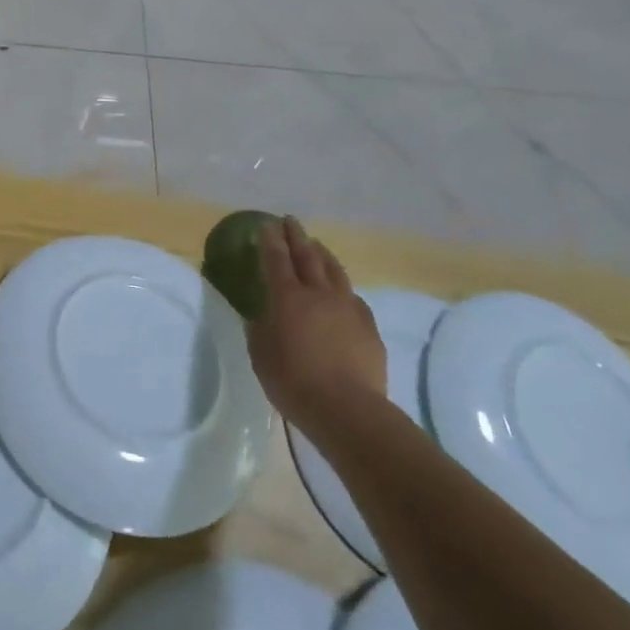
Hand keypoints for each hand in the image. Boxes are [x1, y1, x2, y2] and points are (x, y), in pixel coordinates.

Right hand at [246, 218, 386, 438]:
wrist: (346, 408)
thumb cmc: (292, 380)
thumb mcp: (261, 354)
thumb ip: (260, 329)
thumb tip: (262, 316)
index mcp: (286, 297)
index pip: (276, 259)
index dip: (270, 241)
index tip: (266, 225)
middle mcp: (318, 293)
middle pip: (307, 256)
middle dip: (296, 236)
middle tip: (290, 221)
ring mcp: (347, 307)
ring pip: (334, 270)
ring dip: (323, 254)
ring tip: (316, 245)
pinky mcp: (368, 326)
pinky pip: (353, 296)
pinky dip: (342, 287)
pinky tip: (341, 290)